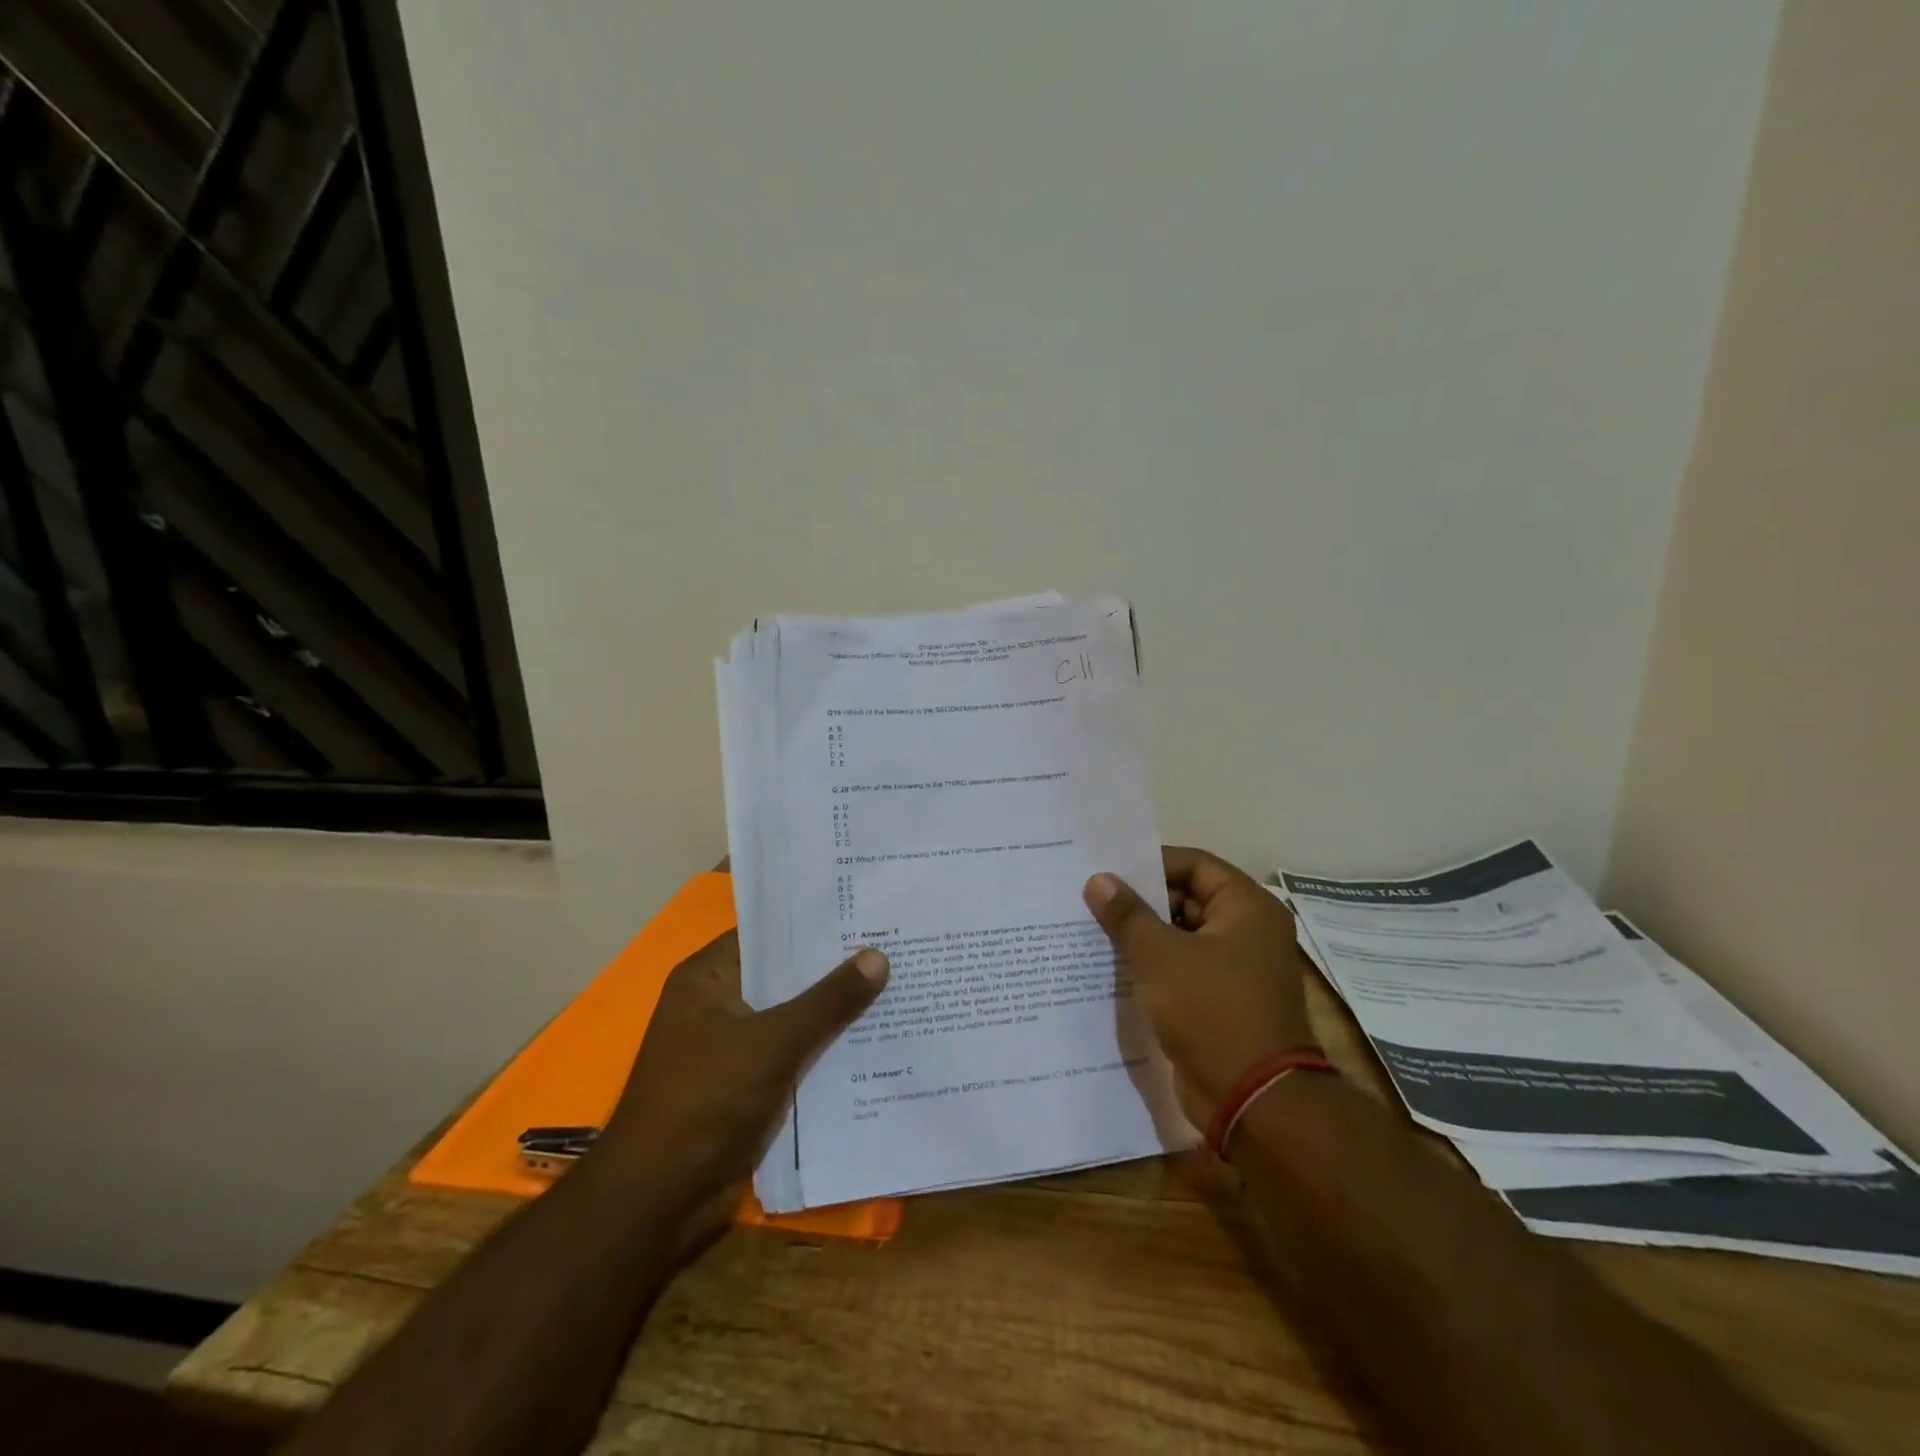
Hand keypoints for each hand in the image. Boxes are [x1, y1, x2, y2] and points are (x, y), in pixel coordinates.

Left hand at [595, 930, 887, 1240]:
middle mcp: (718, 1005)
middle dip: (834, 969)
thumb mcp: (774, 1041)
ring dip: (835, 1012)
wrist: (658, 1202)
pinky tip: (875, 1041)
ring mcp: (732, 1048)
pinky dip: (825, 1050)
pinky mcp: (747, 1087)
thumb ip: (828, 1000)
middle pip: (785, 977)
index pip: (769, 934)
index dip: (815, 923)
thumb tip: (878, 956)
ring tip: (897, 985)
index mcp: (708, 978)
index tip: (865, 911)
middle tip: (893, 946)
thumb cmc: (706, 1100)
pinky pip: (794, 1055)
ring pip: (794, 1018)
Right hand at [1084, 847, 1313, 1119]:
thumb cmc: (1212, 1011)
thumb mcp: (1160, 956)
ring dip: (1145, 936)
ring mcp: (1237, 969)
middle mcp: (1248, 931)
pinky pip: (1184, 969)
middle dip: (1142, 902)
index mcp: (1247, 907)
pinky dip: (1155, 966)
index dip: (1150, 864)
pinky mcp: (1223, 1001)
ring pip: (1183, 937)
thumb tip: (1098, 880)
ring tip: (1094, 930)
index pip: (1194, 864)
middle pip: (1188, 899)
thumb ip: (1127, 915)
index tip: (1108, 870)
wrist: (1254, 1099)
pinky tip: (1114, 967)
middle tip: (1093, 900)